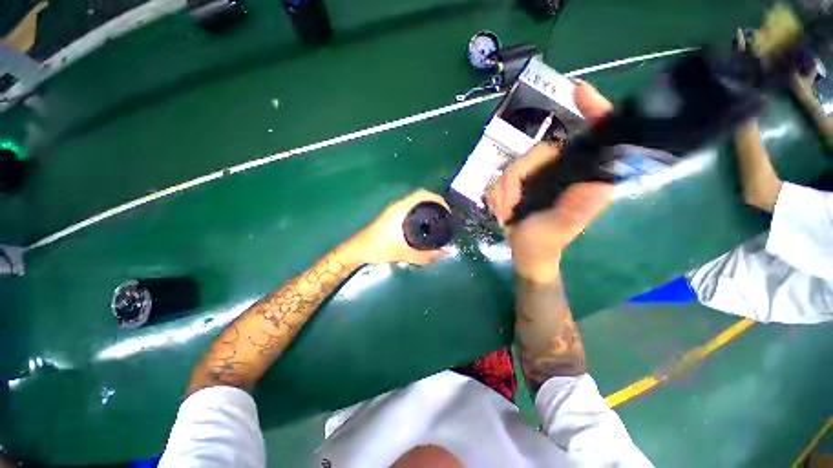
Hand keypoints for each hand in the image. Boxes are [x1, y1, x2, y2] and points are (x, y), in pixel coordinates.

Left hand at [352, 189, 449, 265]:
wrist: (358, 250)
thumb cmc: (378, 248)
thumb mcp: (403, 253)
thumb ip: (425, 255)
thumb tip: (445, 253)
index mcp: (400, 209)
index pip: (422, 194)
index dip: (437, 198)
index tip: (447, 210)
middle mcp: (397, 205)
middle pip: (420, 197)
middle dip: (435, 203)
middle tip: (445, 217)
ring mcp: (393, 210)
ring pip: (415, 203)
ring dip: (427, 207)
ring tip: (438, 220)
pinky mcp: (391, 216)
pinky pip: (410, 208)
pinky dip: (420, 212)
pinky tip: (424, 225)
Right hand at [487, 81, 614, 282]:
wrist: (524, 253)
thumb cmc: (544, 244)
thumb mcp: (558, 231)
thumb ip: (575, 213)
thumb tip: (601, 188)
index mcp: (581, 179)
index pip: (595, 138)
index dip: (593, 111)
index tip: (580, 90)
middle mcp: (563, 171)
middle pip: (536, 152)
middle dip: (516, 178)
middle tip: (509, 205)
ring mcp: (541, 176)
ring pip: (515, 165)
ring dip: (503, 190)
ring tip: (505, 211)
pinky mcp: (523, 182)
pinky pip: (503, 177)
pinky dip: (497, 193)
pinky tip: (501, 209)